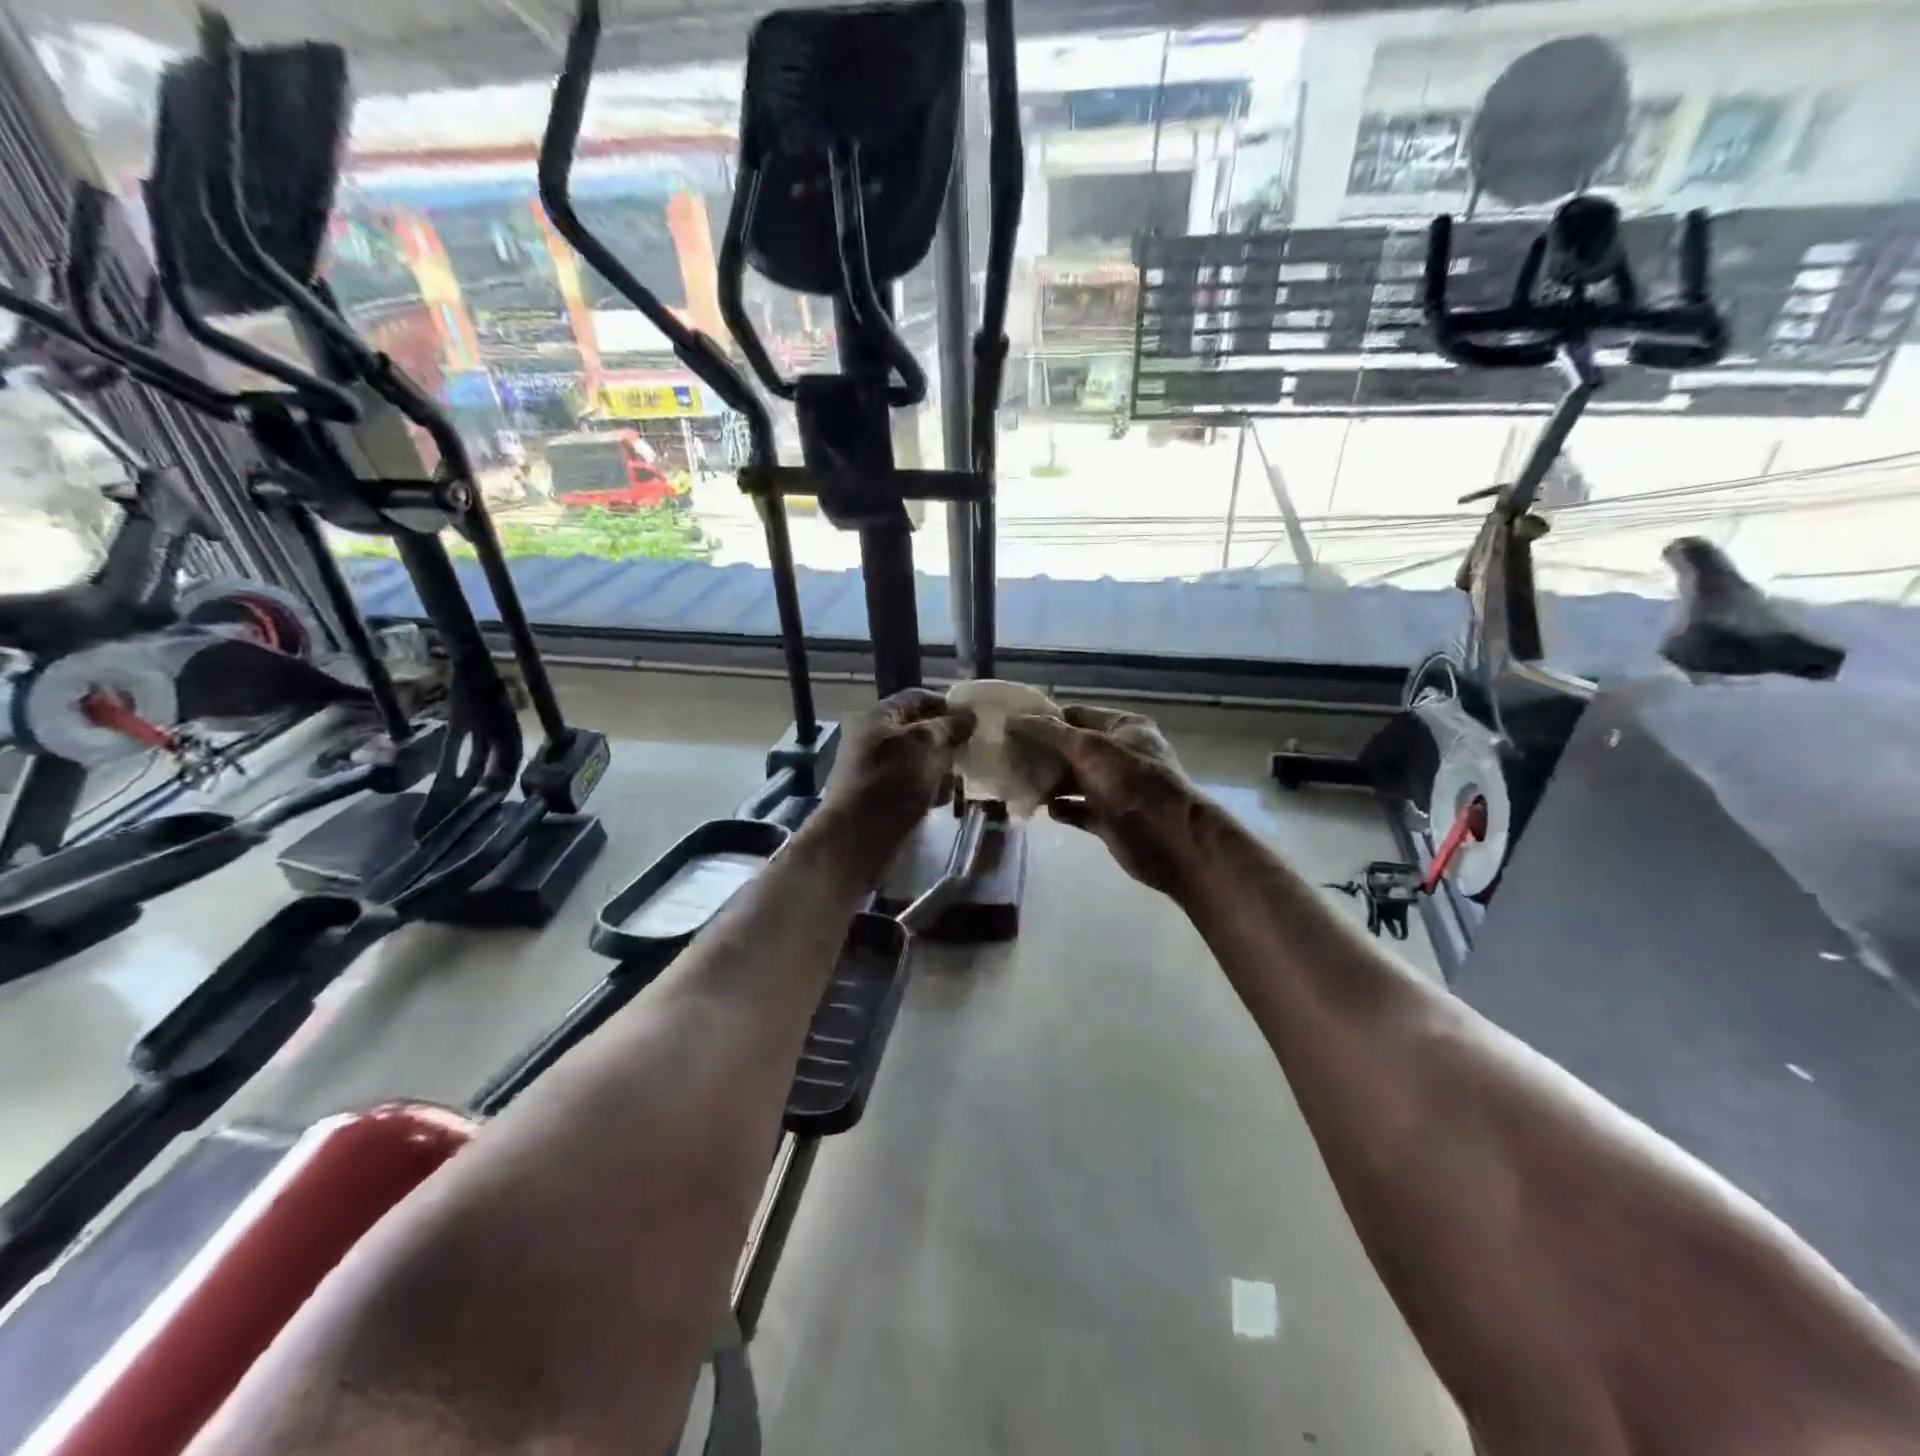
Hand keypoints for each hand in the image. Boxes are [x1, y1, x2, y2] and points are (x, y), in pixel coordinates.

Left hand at [821, 688, 975, 853]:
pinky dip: (928, 789)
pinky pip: (910, 785)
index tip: (972, 721)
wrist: (856, 838)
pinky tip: (941, 801)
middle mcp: (875, 738)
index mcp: (881, 716)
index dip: (947, 705)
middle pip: (919, 730)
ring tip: (958, 782)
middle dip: (946, 741)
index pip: (918, 698)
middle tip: (970, 753)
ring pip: (918, 760)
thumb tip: (968, 714)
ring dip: (940, 768)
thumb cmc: (893, 783)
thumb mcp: (926, 745)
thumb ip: (949, 726)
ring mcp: (875, 769)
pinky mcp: (879, 796)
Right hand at [1006, 705, 1208, 895]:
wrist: (1171, 840)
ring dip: (1048, 782)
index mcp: (1123, 728)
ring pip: (1073, 780)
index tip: (1012, 727)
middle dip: (1043, 753)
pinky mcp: (1109, 818)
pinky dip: (1062, 808)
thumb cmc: (1133, 783)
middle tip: (1008, 757)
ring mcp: (1115, 787)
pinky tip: (1044, 809)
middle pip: (1072, 748)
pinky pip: (1078, 809)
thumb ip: (1050, 734)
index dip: (1045, 719)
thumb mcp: (1090, 749)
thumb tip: (1014, 720)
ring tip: (1018, 783)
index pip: (1076, 715)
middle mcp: (1120, 754)